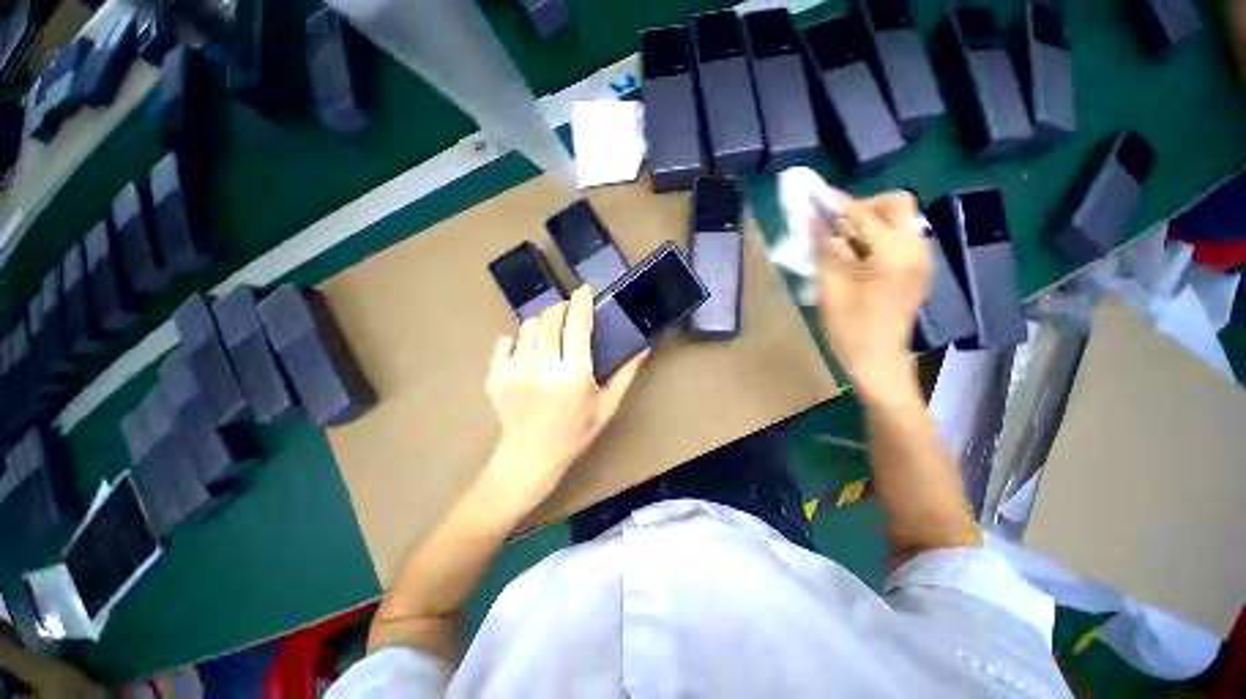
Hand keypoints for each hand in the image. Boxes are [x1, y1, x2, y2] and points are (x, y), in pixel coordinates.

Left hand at [483, 286, 646, 508]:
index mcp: (574, 373)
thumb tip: (642, 348)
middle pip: (550, 316)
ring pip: (529, 325)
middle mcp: (543, 365)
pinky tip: (529, 351)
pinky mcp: (495, 374)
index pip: (577, 323)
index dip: (581, 300)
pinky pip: (507, 339)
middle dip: (562, 308)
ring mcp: (515, 369)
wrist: (529, 458)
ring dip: (543, 323)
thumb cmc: (575, 433)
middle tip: (570, 315)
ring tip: (551, 336)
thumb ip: (625, 374)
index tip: (585, 290)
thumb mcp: (606, 406)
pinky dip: (521, 338)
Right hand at [814, 190, 931, 399]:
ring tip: (843, 238)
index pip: (865, 214)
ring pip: (901, 219)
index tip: (817, 196)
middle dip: (865, 205)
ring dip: (872, 220)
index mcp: (895, 253)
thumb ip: (823, 249)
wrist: (878, 360)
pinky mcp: (918, 269)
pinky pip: (902, 237)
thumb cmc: (850, 328)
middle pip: (897, 204)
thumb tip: (812, 219)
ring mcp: (921, 258)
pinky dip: (879, 235)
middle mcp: (916, 248)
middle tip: (836, 222)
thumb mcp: (831, 287)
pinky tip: (858, 253)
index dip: (838, 204)